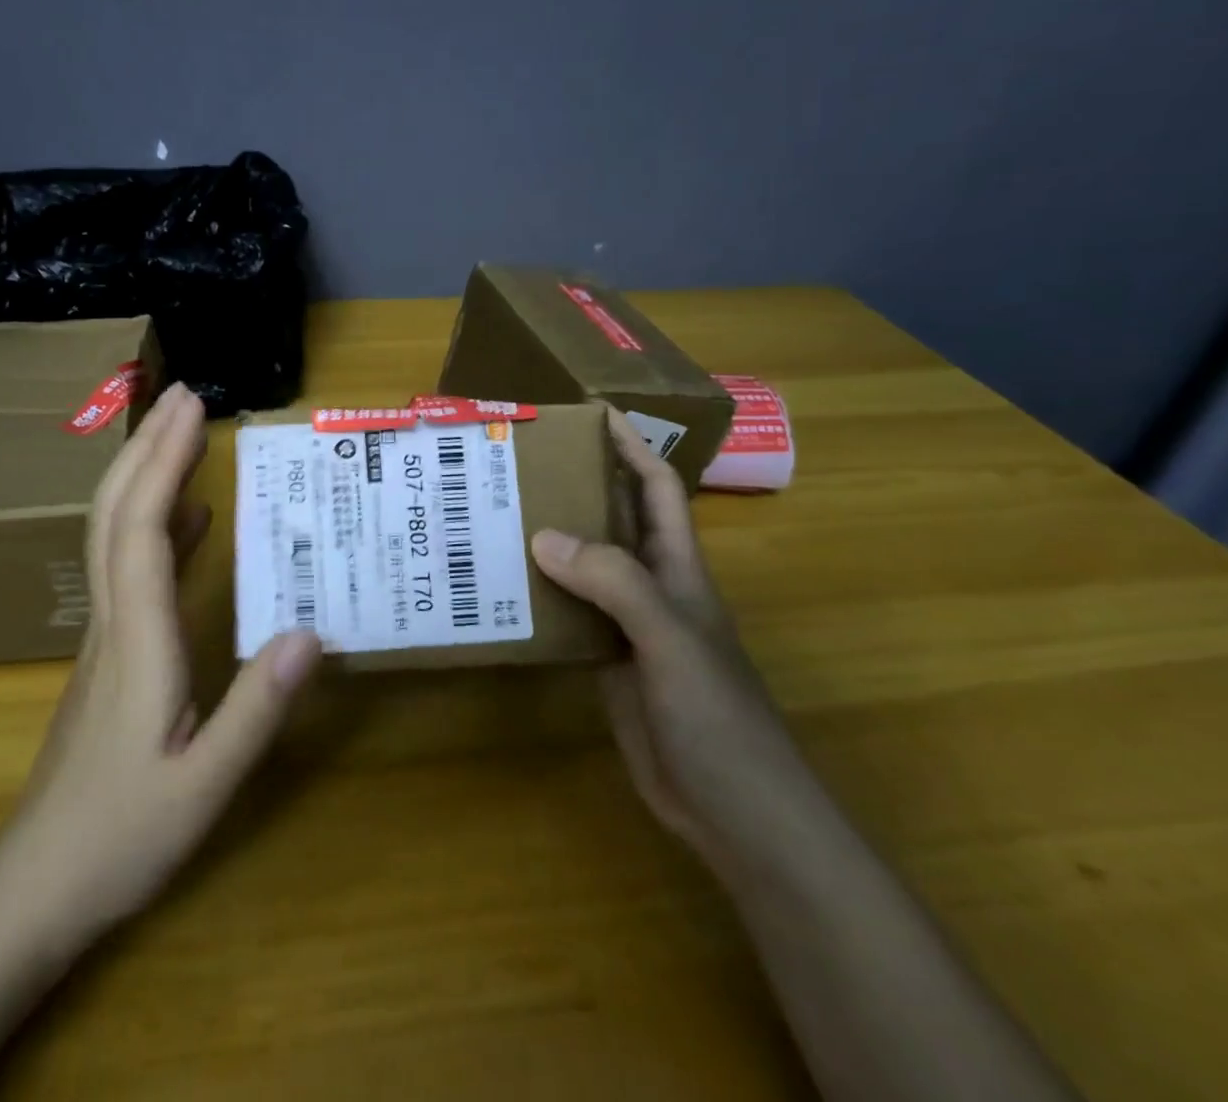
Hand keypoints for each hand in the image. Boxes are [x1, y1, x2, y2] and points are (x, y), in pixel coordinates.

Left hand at [0, 383, 322, 943]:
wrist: (36, 887)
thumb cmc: (120, 838)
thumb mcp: (204, 786)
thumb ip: (257, 710)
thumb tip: (310, 633)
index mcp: (136, 642)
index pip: (144, 531)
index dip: (165, 463)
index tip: (192, 411)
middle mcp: (112, 621)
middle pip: (115, 514)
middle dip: (147, 445)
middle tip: (185, 396)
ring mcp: (104, 635)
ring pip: (113, 534)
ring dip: (146, 474)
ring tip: (184, 433)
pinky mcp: (109, 651)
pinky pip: (129, 567)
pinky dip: (157, 524)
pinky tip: (192, 518)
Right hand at [530, 408, 813, 864]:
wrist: (736, 814)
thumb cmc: (717, 717)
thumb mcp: (670, 639)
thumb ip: (614, 582)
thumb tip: (543, 534)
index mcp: (677, 567)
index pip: (656, 488)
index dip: (630, 446)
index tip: (588, 412)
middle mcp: (649, 587)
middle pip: (610, 520)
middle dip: (573, 486)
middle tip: (513, 464)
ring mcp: (626, 627)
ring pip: (582, 567)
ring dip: (546, 541)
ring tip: (491, 517)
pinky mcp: (605, 663)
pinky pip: (566, 614)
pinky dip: (537, 596)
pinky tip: (500, 589)